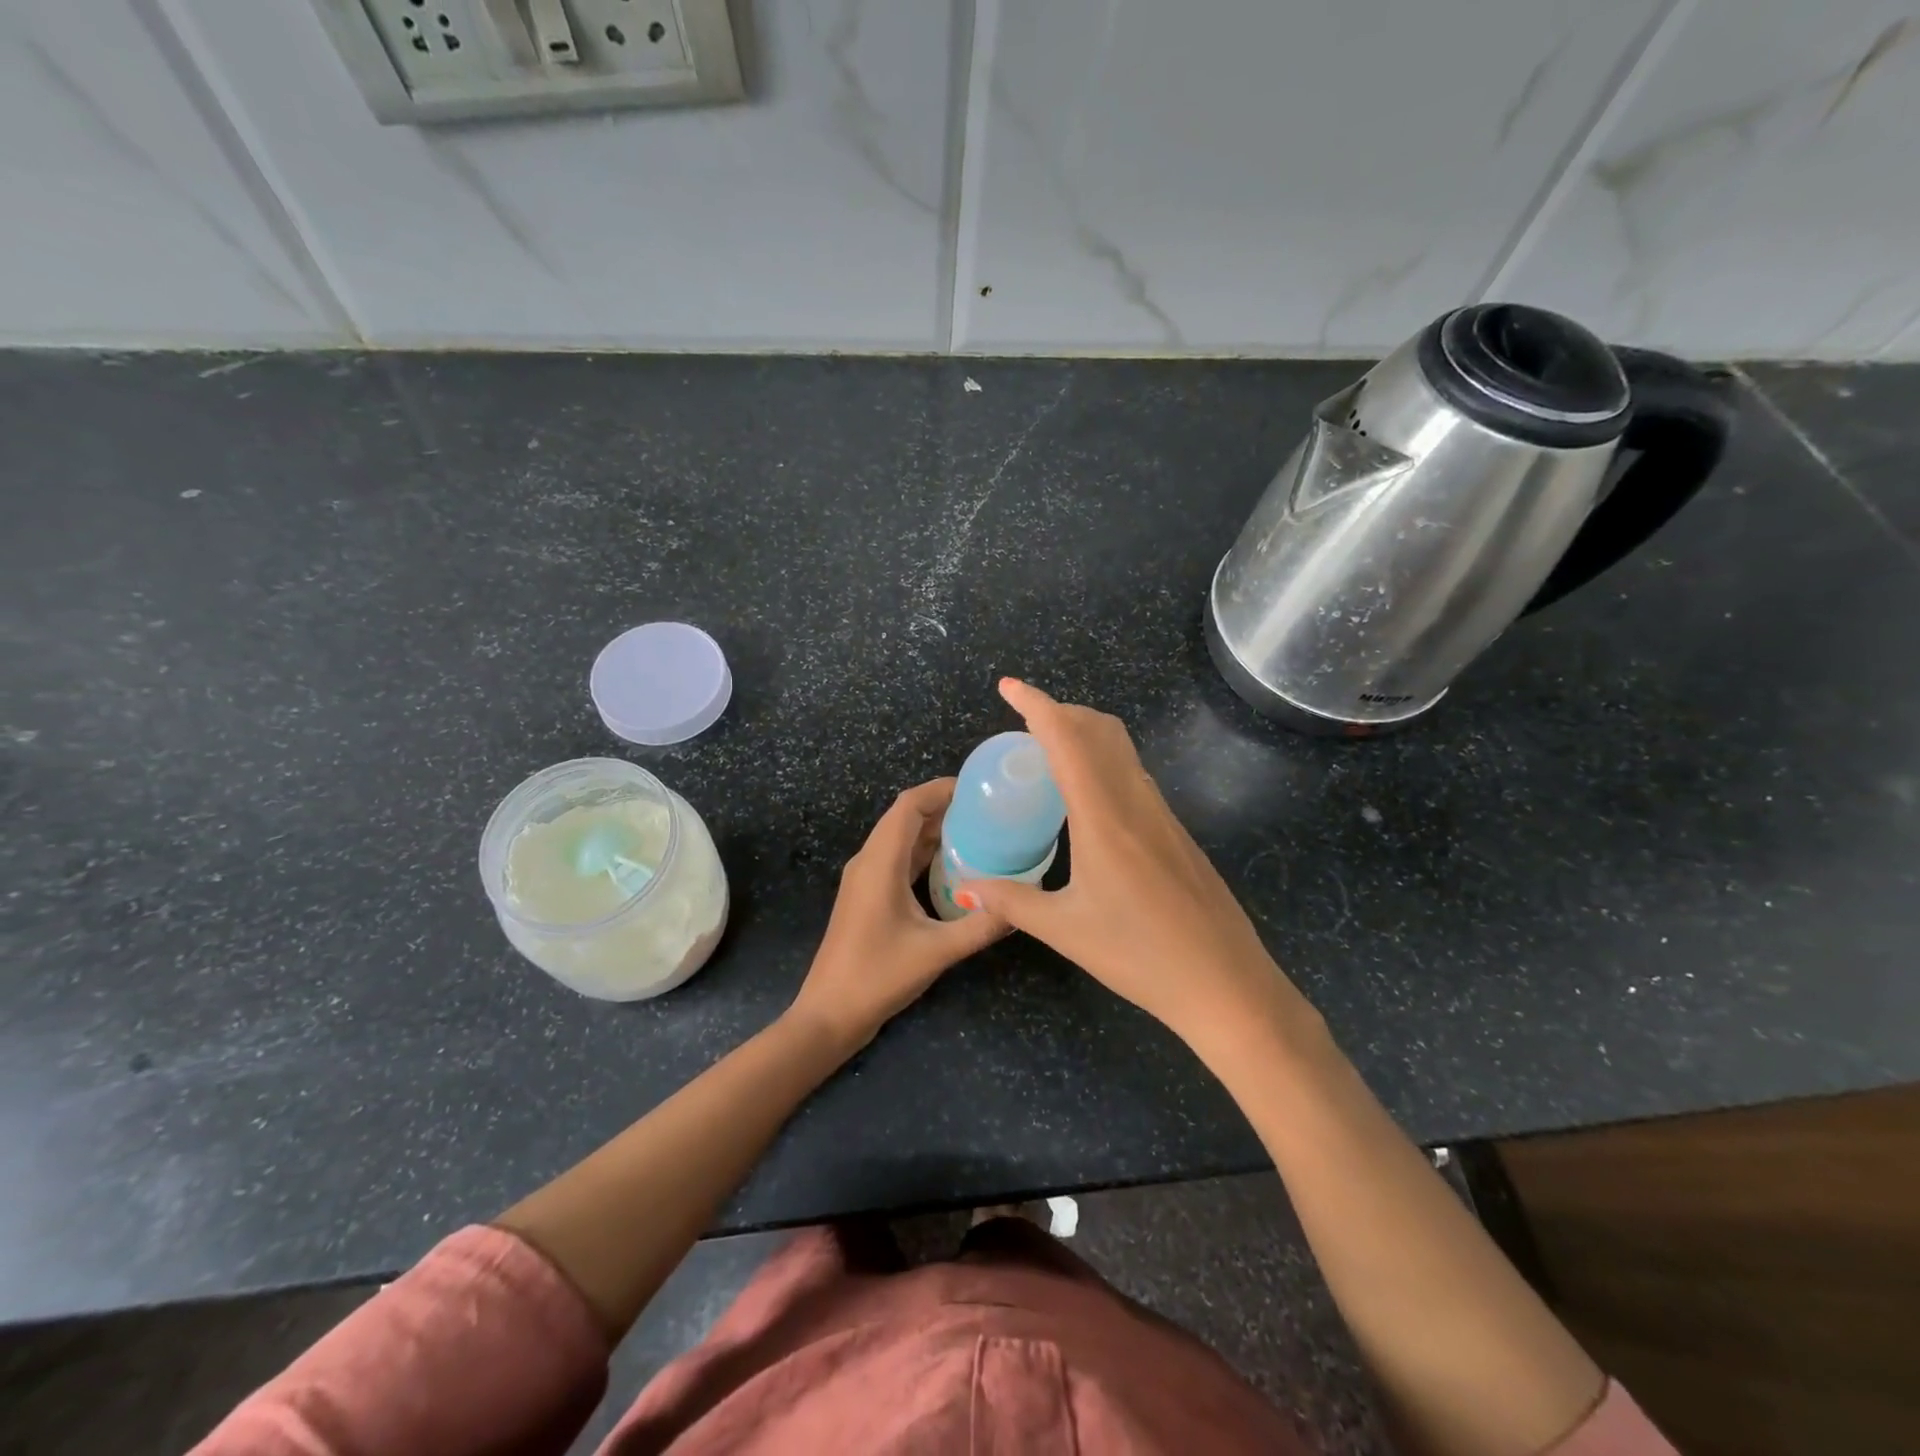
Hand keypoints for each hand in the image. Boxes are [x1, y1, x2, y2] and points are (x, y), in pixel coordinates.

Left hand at [787, 779, 1009, 1053]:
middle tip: (989, 811)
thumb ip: (981, 926)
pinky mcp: (868, 896)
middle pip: (905, 817)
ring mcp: (865, 879)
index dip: (941, 789)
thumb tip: (1021, 906)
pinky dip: (925, 853)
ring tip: (979, 832)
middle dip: (944, 807)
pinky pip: (898, 860)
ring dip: (935, 830)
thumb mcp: (937, 951)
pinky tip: (955, 867)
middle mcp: (869, 861)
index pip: (909, 805)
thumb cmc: (877, 976)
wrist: (829, 1014)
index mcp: (880, 862)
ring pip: (901, 839)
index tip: (978, 789)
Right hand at [966, 679, 1313, 1050]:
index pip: (1066, 738)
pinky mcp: (1177, 831)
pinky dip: (1104, 761)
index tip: (1008, 687)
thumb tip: (966, 886)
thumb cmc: (1141, 957)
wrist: (1227, 984)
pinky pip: (1134, 774)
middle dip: (1060, 711)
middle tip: (1024, 723)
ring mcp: (1162, 814)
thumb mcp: (1065, 930)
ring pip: (1122, 749)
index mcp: (1103, 816)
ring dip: (1085, 734)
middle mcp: (1135, 801)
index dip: (1035, 704)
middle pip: (1099, 730)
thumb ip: (1011, 901)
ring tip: (1050, 753)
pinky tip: (1089, 798)